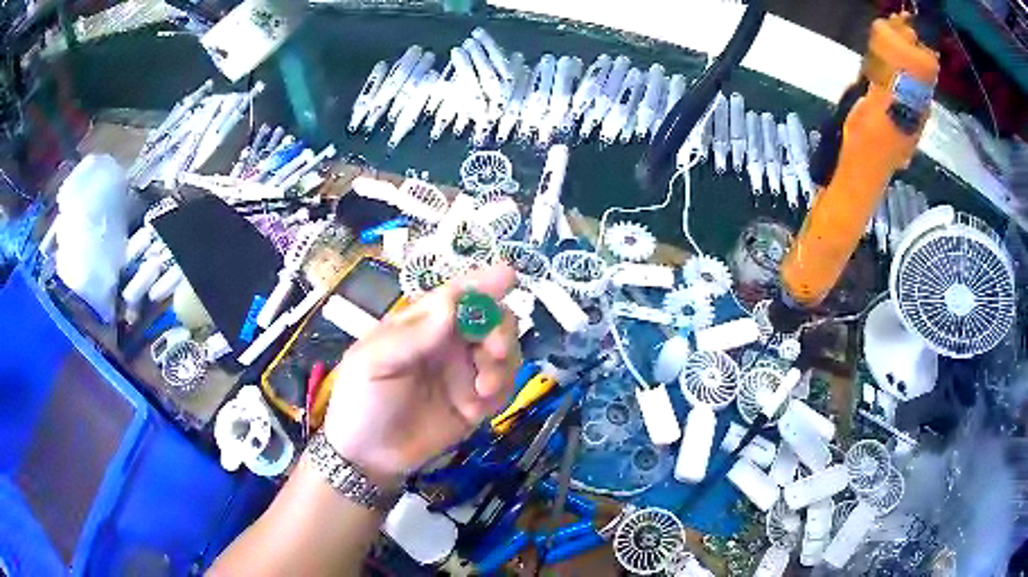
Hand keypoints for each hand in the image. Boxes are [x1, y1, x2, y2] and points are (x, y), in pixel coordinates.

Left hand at [322, 264, 520, 485]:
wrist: (368, 457)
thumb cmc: (361, 400)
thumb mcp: (373, 363)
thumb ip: (413, 336)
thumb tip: (452, 303)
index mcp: (421, 324)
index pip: (457, 295)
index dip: (483, 282)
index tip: (509, 276)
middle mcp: (447, 343)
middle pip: (489, 320)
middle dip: (499, 330)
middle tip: (495, 352)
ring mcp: (464, 373)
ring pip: (504, 353)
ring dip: (502, 366)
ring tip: (483, 391)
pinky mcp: (476, 403)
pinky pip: (504, 387)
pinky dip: (502, 391)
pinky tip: (480, 407)